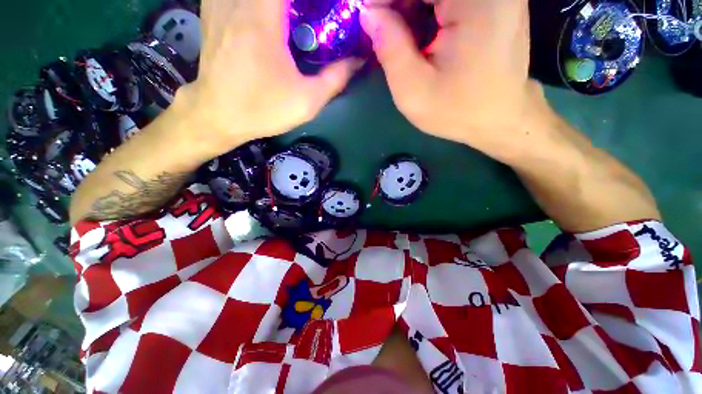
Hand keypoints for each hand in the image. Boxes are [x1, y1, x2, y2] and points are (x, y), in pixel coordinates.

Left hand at [177, 0, 362, 159]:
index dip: (313, 0)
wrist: (219, 115)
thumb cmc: (263, 109)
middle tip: (314, 14)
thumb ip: (335, 79)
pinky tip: (267, 15)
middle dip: (301, 4)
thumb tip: (357, 61)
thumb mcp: (306, 102)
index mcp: (263, 18)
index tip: (324, 11)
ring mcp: (220, 2)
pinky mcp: (212, 9)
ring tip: (296, 17)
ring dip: (279, 4)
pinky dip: (258, 3)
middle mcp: (238, 1)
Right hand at [361, 0, 543, 157]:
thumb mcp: (414, 90)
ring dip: (411, 6)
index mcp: (475, 2)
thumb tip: (369, 14)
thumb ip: (390, 49)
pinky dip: (427, 8)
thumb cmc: (457, 110)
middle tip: (381, 27)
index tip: (368, 17)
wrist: (500, 117)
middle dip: (398, 4)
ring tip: (396, 31)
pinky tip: (417, 28)